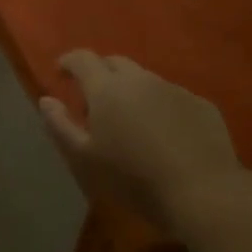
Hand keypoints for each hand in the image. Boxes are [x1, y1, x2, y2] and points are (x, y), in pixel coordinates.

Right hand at [39, 51, 248, 232]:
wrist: (204, 193)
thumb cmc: (134, 178)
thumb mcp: (85, 159)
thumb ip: (60, 125)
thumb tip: (46, 100)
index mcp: (107, 88)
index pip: (82, 58)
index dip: (69, 62)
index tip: (61, 73)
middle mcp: (140, 79)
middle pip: (115, 63)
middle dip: (100, 73)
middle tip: (94, 100)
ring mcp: (175, 89)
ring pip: (145, 80)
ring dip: (132, 92)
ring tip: (131, 121)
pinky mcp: (202, 105)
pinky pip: (172, 98)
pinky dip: (161, 107)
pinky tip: (164, 135)